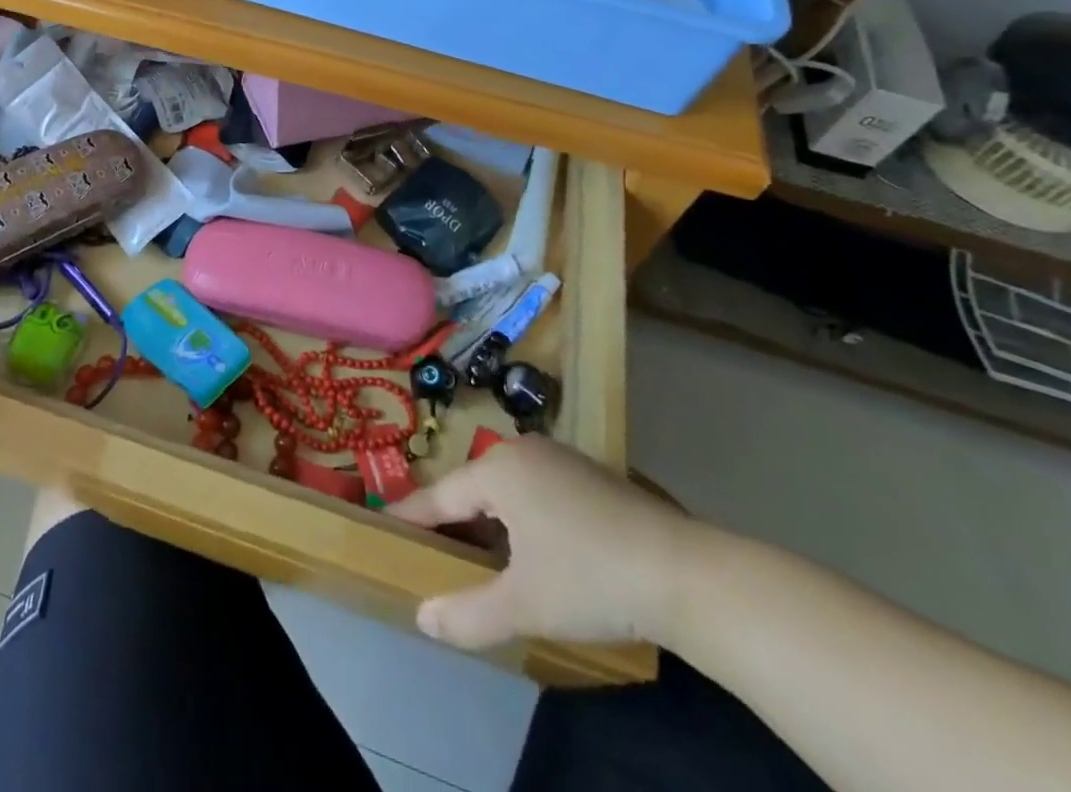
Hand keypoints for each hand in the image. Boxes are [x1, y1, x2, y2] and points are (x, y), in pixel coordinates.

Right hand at [389, 437, 696, 650]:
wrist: (687, 575)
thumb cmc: (591, 579)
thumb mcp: (524, 604)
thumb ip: (467, 613)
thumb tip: (421, 619)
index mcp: (499, 469)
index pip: (440, 494)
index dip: (412, 516)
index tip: (383, 525)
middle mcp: (524, 452)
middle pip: (472, 486)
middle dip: (452, 520)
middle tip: (431, 551)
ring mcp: (560, 459)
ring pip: (505, 488)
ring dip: (487, 520)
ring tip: (475, 554)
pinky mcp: (589, 476)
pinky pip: (534, 490)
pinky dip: (519, 516)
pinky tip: (529, 549)